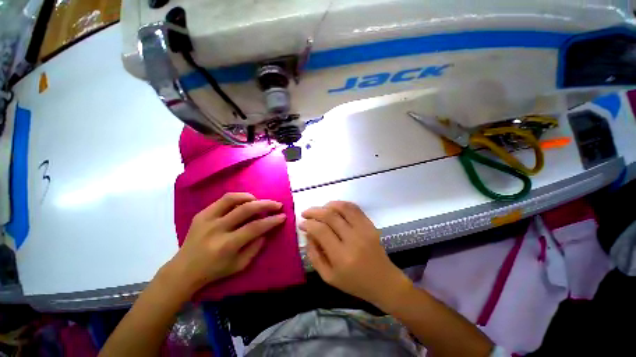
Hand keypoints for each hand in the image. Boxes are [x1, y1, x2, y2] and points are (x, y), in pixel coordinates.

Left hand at [165, 193, 285, 293]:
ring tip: (259, 201)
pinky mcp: (201, 214)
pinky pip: (223, 200)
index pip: (255, 227)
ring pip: (232, 199)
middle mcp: (217, 229)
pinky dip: (238, 197)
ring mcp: (207, 219)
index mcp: (226, 245)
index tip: (283, 216)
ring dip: (250, 197)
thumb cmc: (214, 271)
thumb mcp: (239, 266)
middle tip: (277, 205)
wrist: (183, 270)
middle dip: (266, 205)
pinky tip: (245, 201)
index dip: (272, 221)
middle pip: (246, 209)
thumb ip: (255, 248)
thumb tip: (265, 231)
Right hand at [300, 201, 411, 306]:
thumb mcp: (328, 277)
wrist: (383, 281)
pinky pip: (355, 208)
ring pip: (343, 208)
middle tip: (306, 213)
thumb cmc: (354, 283)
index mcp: (341, 257)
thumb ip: (314, 255)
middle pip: (330, 216)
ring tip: (319, 209)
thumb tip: (308, 234)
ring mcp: (364, 230)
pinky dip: (341, 204)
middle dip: (314, 211)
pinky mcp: (370, 225)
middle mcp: (353, 240)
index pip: (321, 231)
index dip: (308, 224)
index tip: (302, 223)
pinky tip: (334, 207)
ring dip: (327, 205)